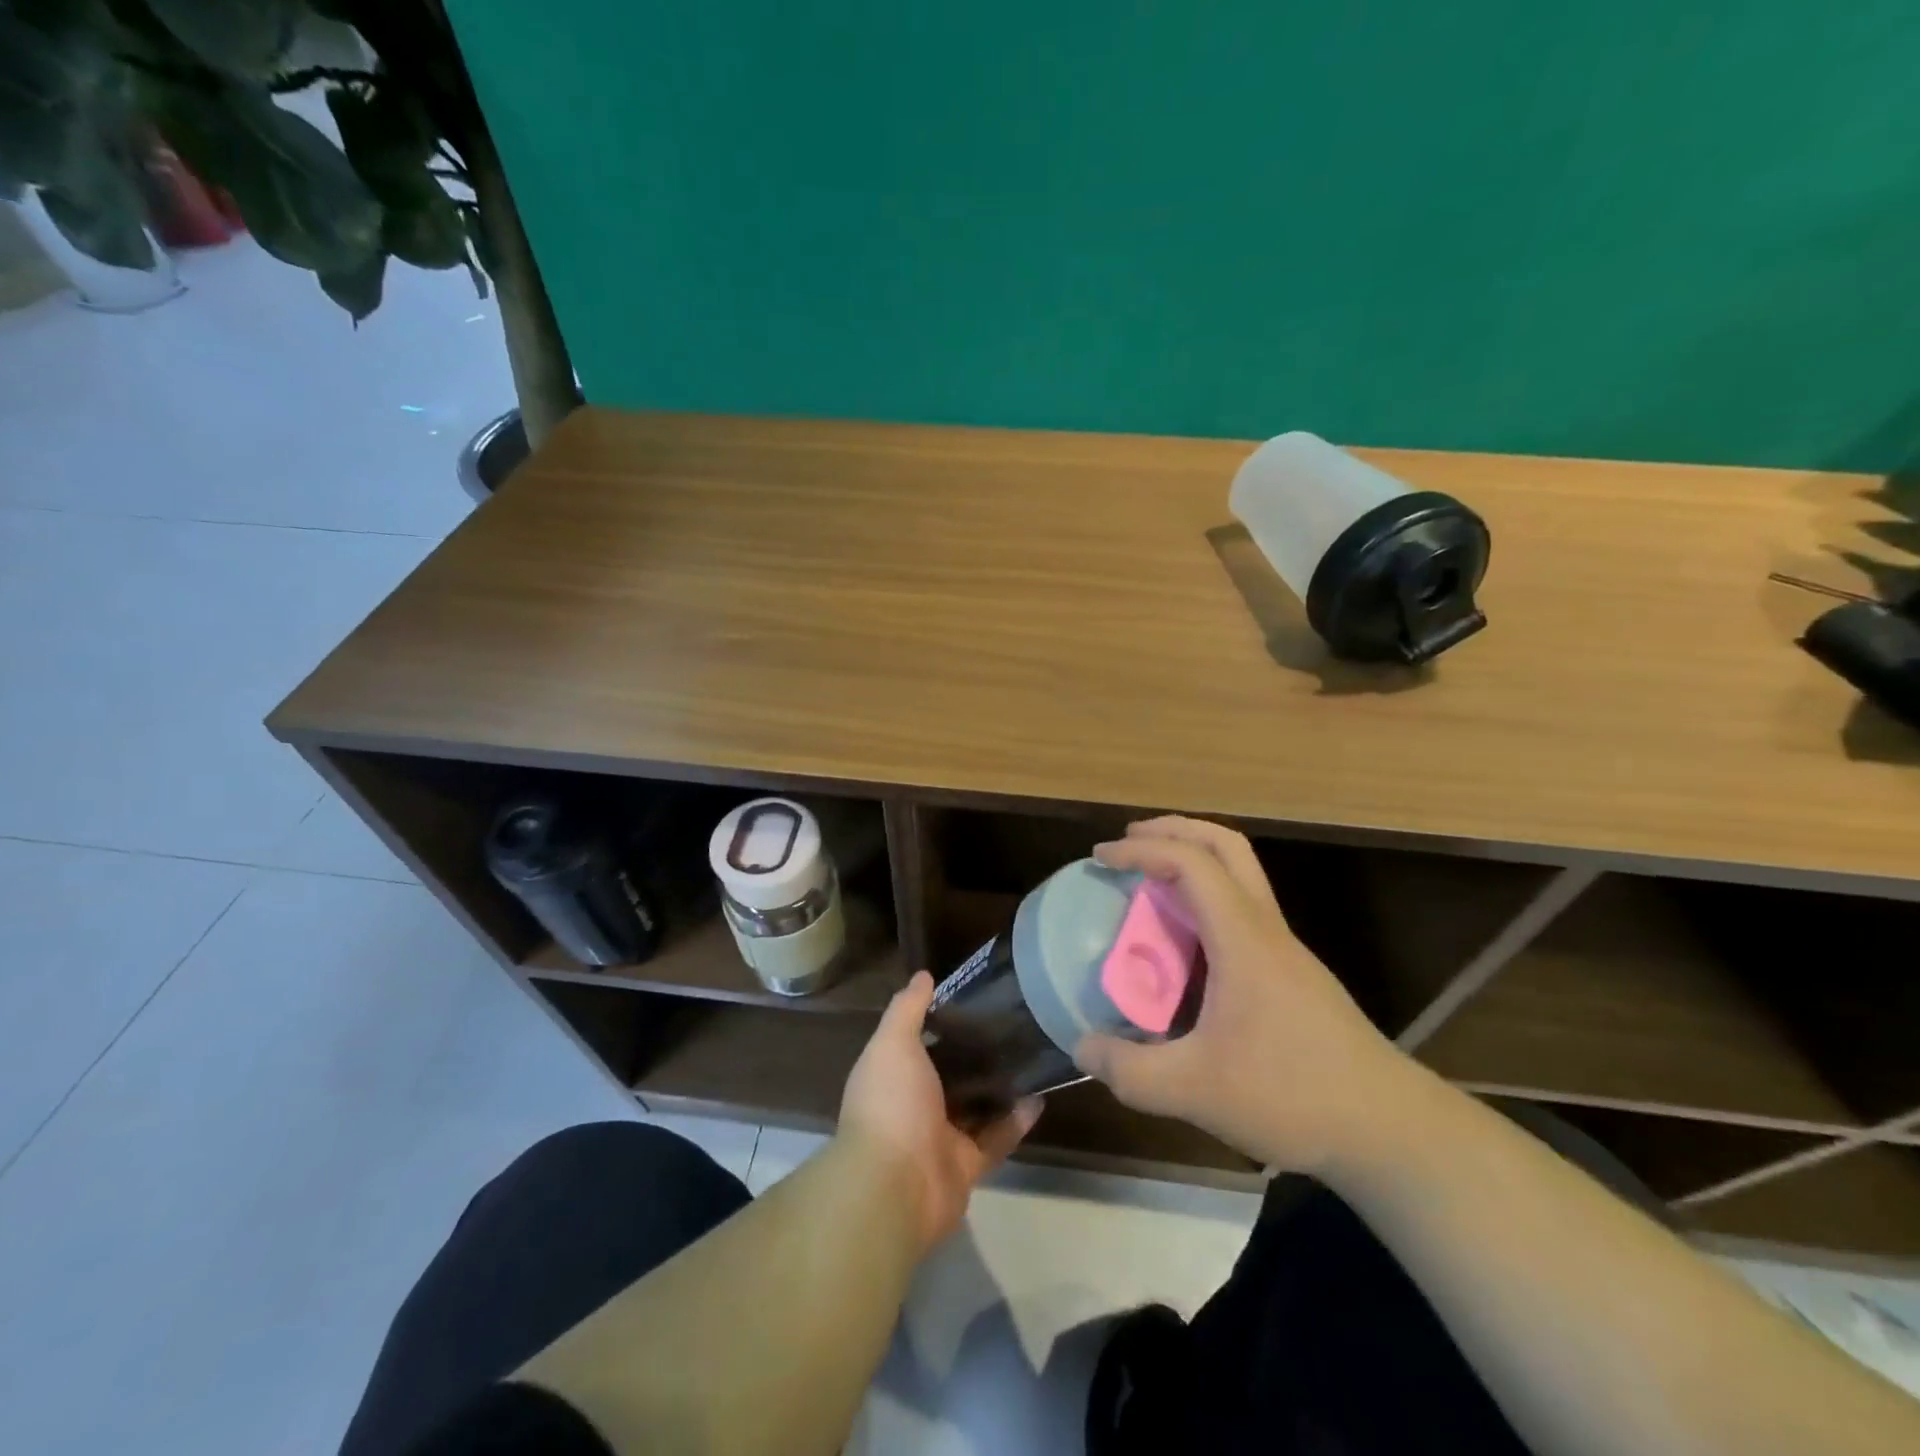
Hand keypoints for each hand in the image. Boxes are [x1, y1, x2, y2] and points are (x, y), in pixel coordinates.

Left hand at [838, 971, 1040, 1250]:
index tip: (973, 997)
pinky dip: (1016, 1121)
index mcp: (891, 1075)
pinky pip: (996, 1138)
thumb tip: (923, 976)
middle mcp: (913, 1104)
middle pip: (948, 1073)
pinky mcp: (967, 1165)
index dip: (939, 1020)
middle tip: (1011, 1023)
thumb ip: (907, 1009)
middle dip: (975, 1052)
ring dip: (999, 1086)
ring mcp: (940, 1137)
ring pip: (975, 1106)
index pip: (915, 1041)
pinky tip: (1039, 1097)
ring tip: (1031, 1054)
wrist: (896, 1186)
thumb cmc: (891, 1103)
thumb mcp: (893, 1043)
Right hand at [1075, 817, 1412, 1172]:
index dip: (1142, 849)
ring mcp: (1285, 949)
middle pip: (1226, 845)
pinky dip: (1206, 898)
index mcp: (1243, 939)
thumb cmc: (1294, 1096)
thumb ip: (1130, 1071)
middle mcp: (1266, 929)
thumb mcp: (1196, 1090)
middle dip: (1174, 830)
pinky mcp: (1293, 973)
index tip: (1101, 857)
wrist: (1390, 1130)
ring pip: (1241, 874)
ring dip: (1194, 860)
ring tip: (1149, 883)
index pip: (1192, 863)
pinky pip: (1243, 909)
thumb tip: (1083, 1047)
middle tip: (1130, 840)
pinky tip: (1184, 943)